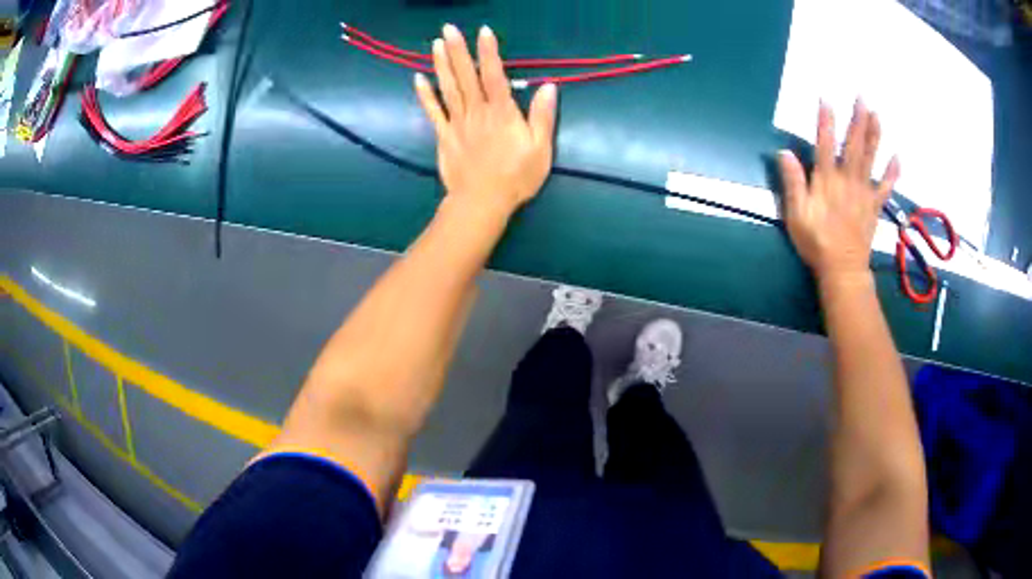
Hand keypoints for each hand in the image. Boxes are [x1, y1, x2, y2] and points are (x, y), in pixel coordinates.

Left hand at [414, 24, 556, 219]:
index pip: (494, 75)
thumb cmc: (516, 177)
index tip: (483, 31)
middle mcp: (477, 111)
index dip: (489, 52)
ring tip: (436, 44)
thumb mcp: (540, 149)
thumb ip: (543, 116)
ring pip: (448, 88)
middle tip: (448, 28)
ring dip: (441, 64)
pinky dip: (425, 95)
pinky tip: (418, 78)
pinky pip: (433, 112)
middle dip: (458, 50)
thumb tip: (548, 86)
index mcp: (502, 112)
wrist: (482, 202)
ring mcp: (457, 123)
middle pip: (466, 76)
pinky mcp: (444, 136)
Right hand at [778, 101, 899, 280]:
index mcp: (826, 180)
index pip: (824, 144)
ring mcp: (864, 192)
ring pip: (871, 158)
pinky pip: (886, 186)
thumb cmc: (816, 242)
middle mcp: (847, 180)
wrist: (842, 270)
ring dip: (875, 135)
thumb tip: (784, 153)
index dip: (825, 121)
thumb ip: (792, 183)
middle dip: (857, 119)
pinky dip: (893, 172)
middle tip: (862, 97)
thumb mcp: (796, 215)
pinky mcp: (875, 206)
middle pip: (853, 145)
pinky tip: (898, 157)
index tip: (826, 99)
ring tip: (877, 114)